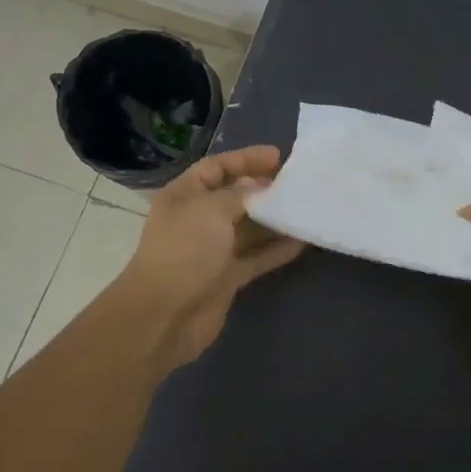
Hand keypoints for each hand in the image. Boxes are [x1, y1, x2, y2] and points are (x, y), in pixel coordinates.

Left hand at [117, 144, 304, 369]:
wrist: (166, 315)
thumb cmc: (185, 251)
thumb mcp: (211, 210)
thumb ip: (240, 194)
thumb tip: (259, 187)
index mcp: (184, 196)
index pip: (216, 168)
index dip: (245, 159)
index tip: (278, 156)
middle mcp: (197, 220)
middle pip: (235, 197)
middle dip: (264, 188)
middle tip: (297, 182)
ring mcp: (213, 250)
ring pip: (249, 228)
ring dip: (274, 219)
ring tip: (305, 208)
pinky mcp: (227, 277)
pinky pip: (257, 257)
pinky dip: (277, 249)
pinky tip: (302, 241)